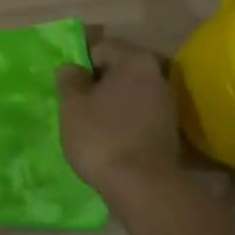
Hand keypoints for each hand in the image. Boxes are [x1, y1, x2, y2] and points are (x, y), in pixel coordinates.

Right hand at [56, 37, 181, 199]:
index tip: (67, 88)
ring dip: (109, 103)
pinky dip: (122, 120)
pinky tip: (108, 139)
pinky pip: (137, 114)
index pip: (100, 47)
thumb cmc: (102, 137)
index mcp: (135, 60)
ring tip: (89, 125)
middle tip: (74, 106)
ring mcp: (166, 103)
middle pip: (117, 69)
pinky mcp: (167, 129)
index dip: (79, 64)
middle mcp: (156, 75)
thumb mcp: (72, 105)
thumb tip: (72, 67)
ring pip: (128, 93)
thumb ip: (69, 80)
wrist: (143, 186)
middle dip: (95, 83)